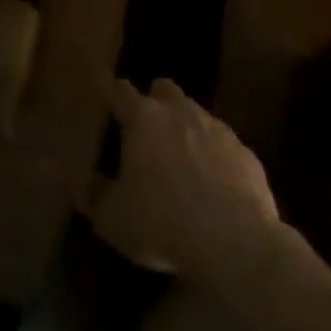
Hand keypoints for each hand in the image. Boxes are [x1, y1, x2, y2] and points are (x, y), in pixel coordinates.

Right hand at [86, 78, 281, 285]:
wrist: (236, 242)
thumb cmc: (164, 223)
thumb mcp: (114, 220)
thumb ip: (96, 195)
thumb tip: (85, 180)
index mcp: (143, 118)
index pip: (120, 90)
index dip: (112, 95)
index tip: (106, 104)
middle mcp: (179, 112)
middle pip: (163, 88)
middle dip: (155, 101)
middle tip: (148, 129)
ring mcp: (216, 128)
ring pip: (196, 113)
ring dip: (186, 128)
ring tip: (182, 160)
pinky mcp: (246, 152)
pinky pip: (225, 145)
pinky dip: (216, 156)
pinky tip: (215, 185)